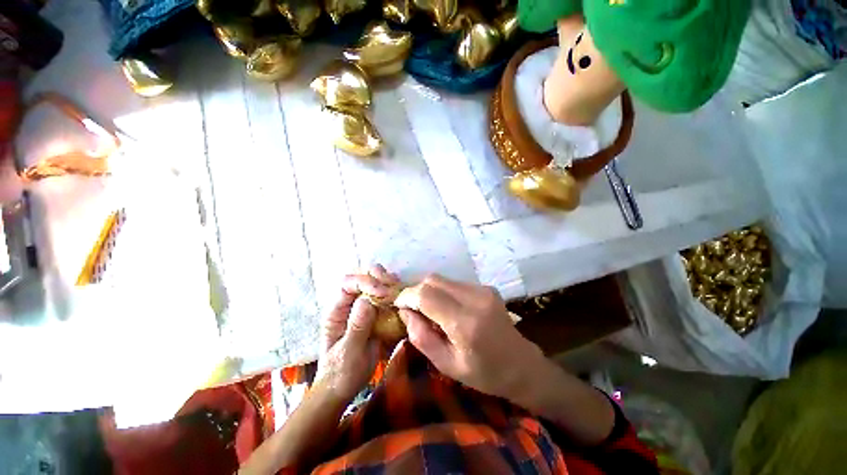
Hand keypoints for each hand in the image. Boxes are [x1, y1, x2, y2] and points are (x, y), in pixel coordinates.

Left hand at [315, 266, 396, 402]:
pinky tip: (401, 298)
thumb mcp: (349, 353)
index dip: (365, 282)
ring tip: (399, 289)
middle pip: (361, 278)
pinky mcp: (373, 315)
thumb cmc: (341, 373)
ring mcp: (361, 309)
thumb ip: (357, 327)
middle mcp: (348, 305)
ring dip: (387, 283)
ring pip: (373, 285)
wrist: (344, 388)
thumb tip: (366, 300)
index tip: (383, 292)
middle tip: (394, 284)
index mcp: (336, 311)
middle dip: (378, 277)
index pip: (347, 284)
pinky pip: (384, 298)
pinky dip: (393, 294)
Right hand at [395, 275, 545, 401]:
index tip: (398, 305)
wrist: (522, 365)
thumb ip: (421, 337)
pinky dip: (443, 291)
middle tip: (412, 308)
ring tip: (430, 310)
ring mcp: (483, 289)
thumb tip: (405, 311)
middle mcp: (475, 299)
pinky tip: (447, 307)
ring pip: (443, 279)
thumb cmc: (483, 373)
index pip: (426, 295)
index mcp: (465, 323)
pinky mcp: (486, 287)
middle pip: (433, 279)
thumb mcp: (446, 364)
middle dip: (416, 290)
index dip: (407, 296)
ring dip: (429, 290)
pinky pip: (454, 283)